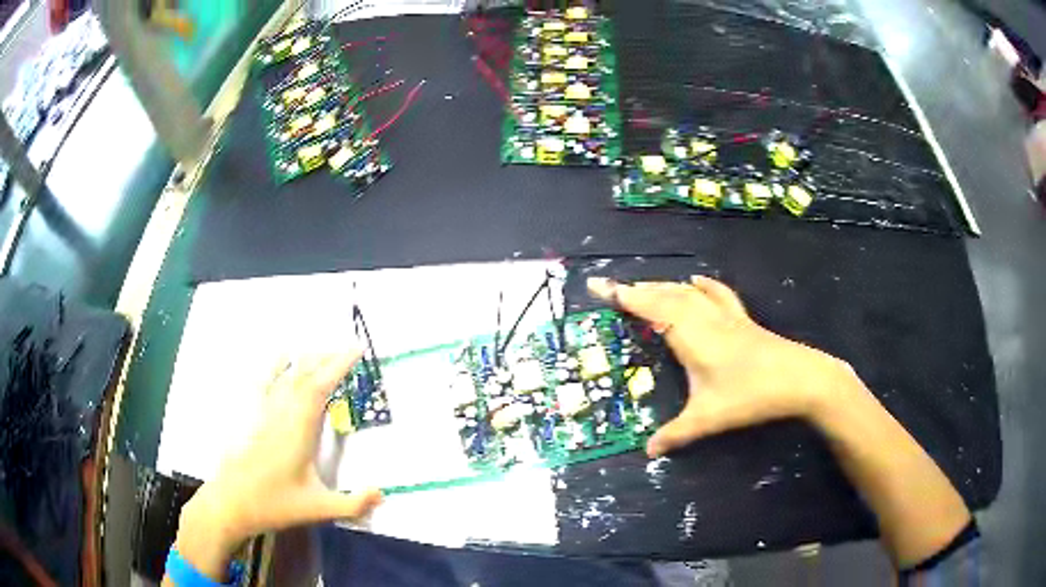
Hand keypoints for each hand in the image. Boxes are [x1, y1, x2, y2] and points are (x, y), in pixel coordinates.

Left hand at [172, 352, 381, 580]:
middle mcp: (282, 414)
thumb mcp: (319, 509)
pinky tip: (282, 356)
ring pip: (287, 377)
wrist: (232, 503)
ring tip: (325, 351)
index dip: (338, 366)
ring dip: (307, 361)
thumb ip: (354, 504)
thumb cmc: (276, 504)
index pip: (319, 388)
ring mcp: (265, 413)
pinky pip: (265, 383)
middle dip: (327, 359)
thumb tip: (383, 493)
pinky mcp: (253, 417)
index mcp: (299, 431)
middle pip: (304, 375)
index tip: (356, 349)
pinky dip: (276, 366)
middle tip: (349, 349)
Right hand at [588, 276, 847, 457]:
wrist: (800, 378)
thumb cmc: (751, 395)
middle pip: (666, 294)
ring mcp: (726, 316)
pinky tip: (697, 279)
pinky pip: (717, 294)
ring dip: (664, 286)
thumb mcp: (709, 418)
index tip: (598, 286)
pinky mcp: (742, 320)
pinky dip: (702, 285)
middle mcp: (704, 318)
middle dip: (638, 289)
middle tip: (614, 291)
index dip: (623, 296)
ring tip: (645, 288)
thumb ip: (676, 434)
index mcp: (691, 336)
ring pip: (688, 292)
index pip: (650, 307)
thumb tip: (648, 452)